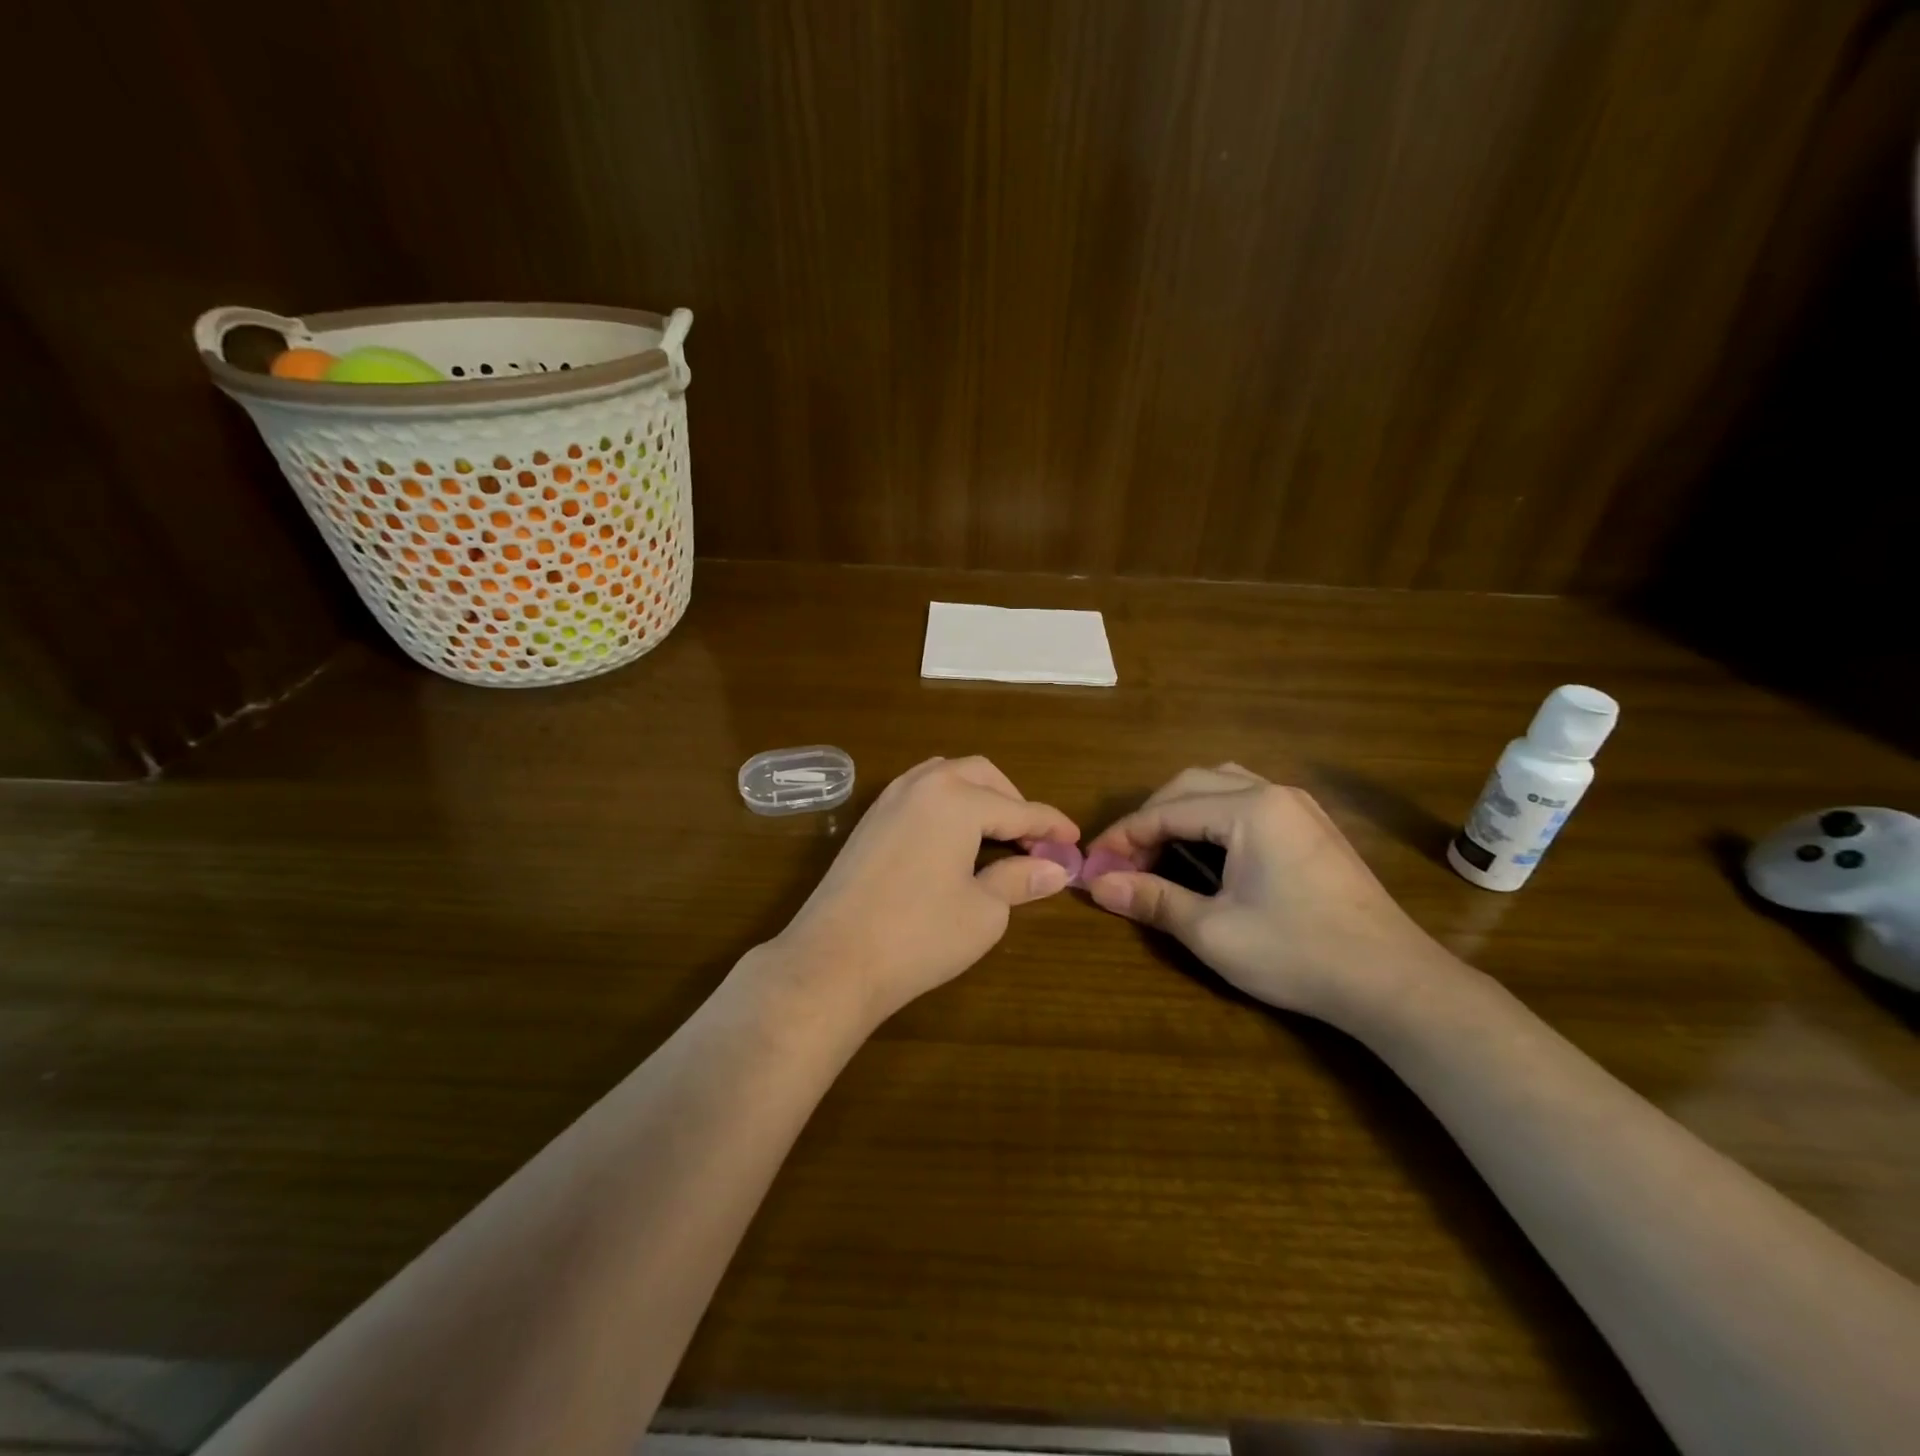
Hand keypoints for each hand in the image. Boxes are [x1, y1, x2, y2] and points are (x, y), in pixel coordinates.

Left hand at [769, 756, 1078, 1024]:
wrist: (833, 960)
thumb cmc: (919, 936)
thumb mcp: (984, 912)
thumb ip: (1020, 880)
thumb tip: (1056, 868)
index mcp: (957, 799)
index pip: (1019, 808)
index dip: (1051, 825)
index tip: (1074, 840)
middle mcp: (923, 785)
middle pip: (982, 775)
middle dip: (1013, 801)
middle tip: (1034, 839)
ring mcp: (889, 799)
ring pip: (946, 776)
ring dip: (977, 795)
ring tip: (995, 833)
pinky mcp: (869, 820)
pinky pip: (919, 792)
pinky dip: (946, 804)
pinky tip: (952, 838)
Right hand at [1083, 764, 1459, 1024]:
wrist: (1393, 982)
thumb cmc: (1298, 953)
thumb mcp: (1212, 932)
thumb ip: (1151, 899)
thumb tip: (1096, 886)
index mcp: (1249, 809)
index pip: (1166, 810)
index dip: (1123, 837)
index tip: (1093, 866)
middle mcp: (1274, 792)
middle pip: (1191, 784)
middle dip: (1150, 819)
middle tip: (1125, 861)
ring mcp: (1299, 806)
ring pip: (1221, 785)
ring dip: (1181, 811)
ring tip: (1160, 850)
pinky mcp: (1312, 826)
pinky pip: (1248, 799)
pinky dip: (1212, 816)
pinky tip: (1207, 851)